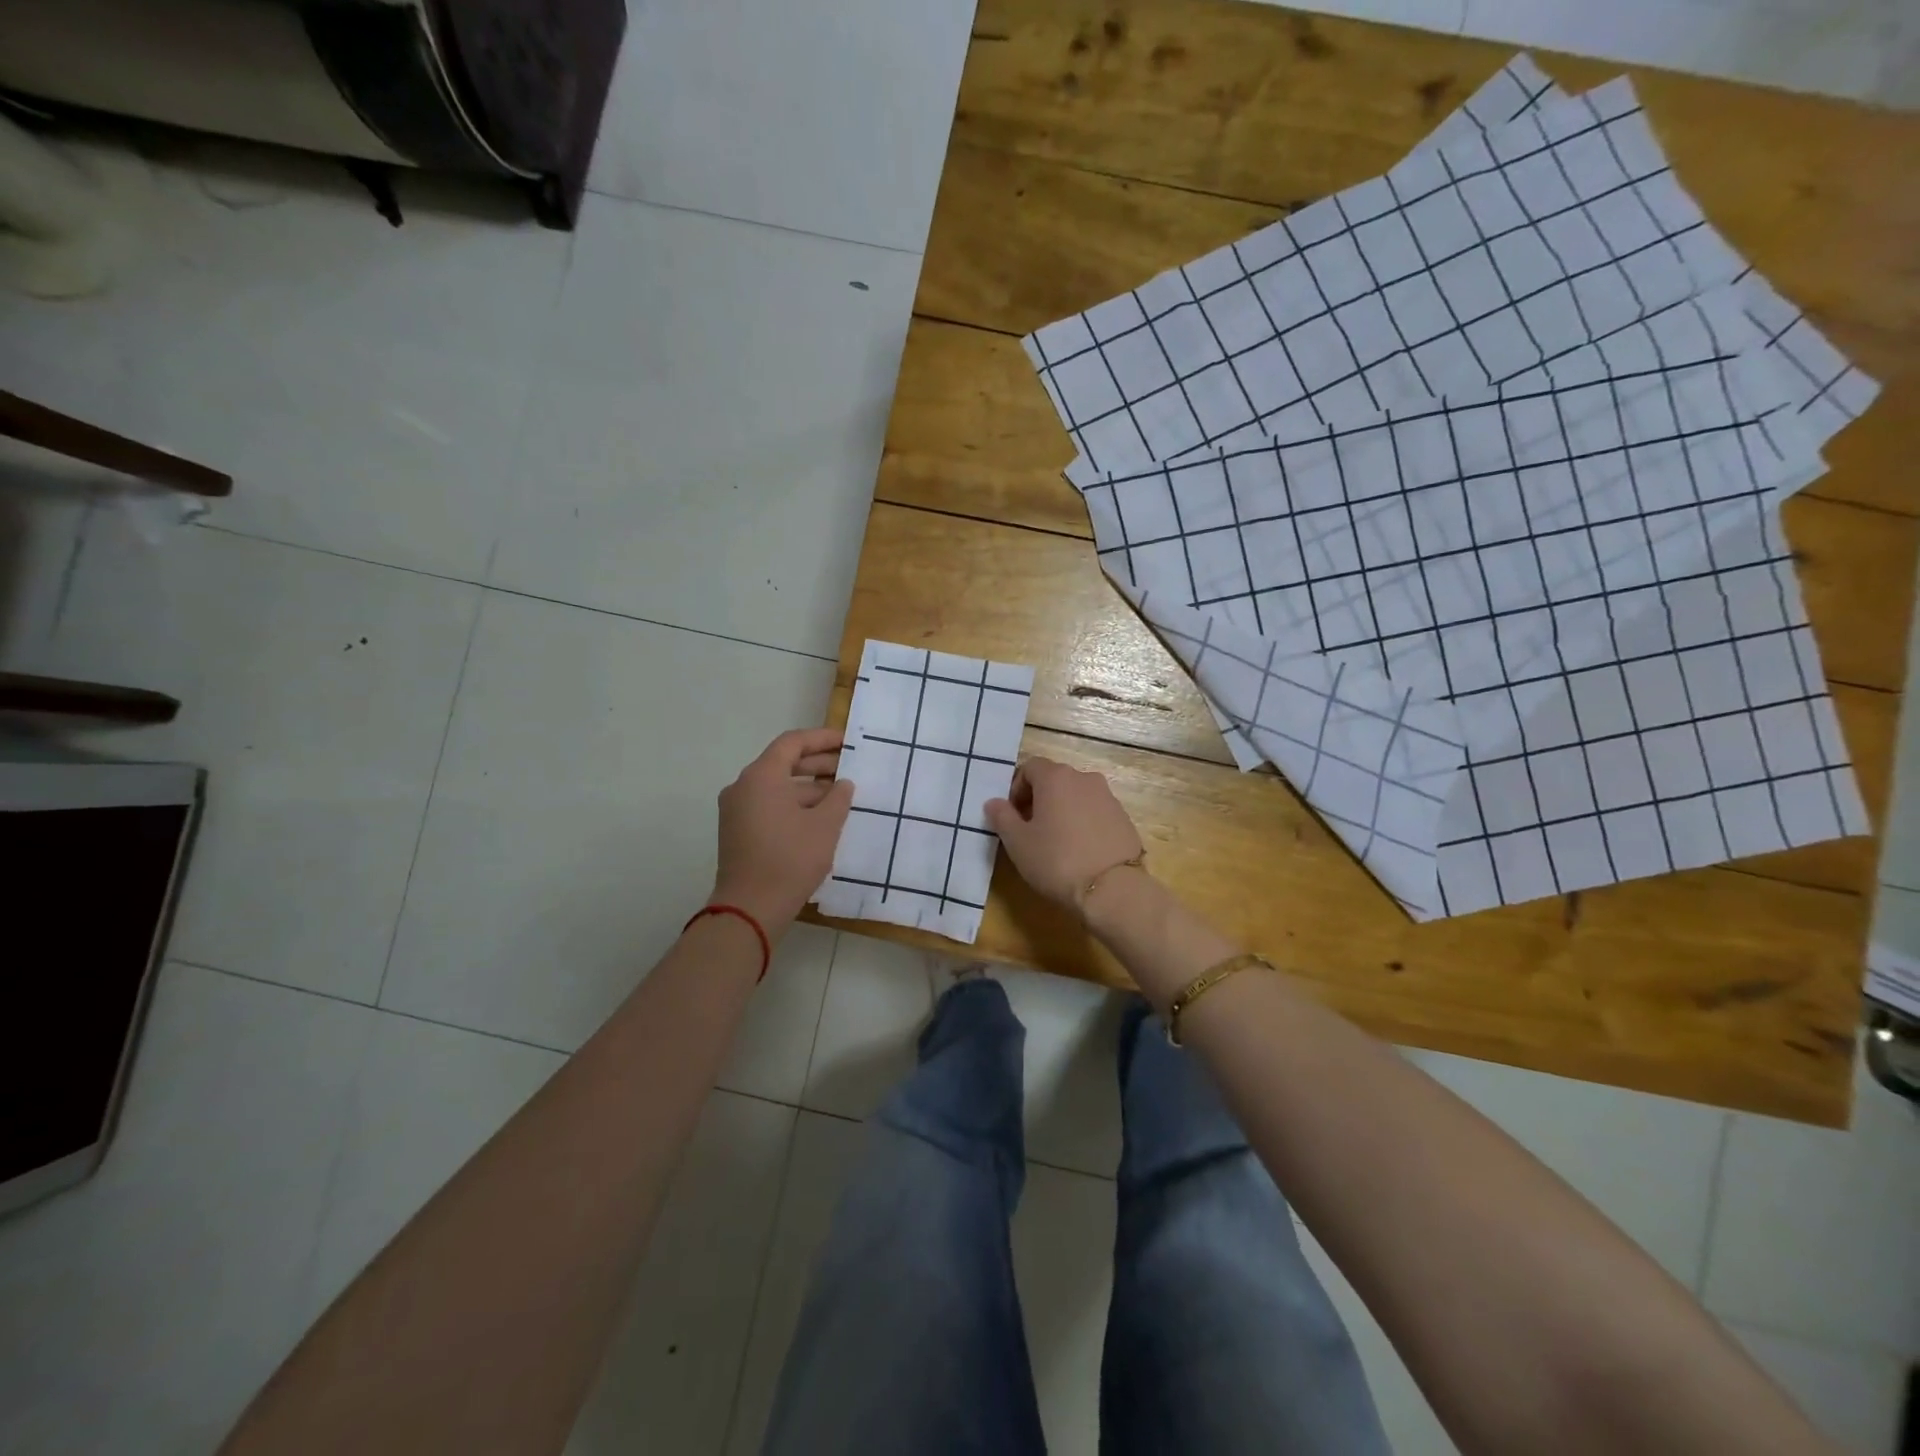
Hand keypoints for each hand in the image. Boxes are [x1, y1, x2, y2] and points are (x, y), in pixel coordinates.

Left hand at [711, 728, 854, 930]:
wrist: (751, 908)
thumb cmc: (790, 859)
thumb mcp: (824, 826)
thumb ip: (838, 798)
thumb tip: (842, 784)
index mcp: (761, 776)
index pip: (792, 743)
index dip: (822, 739)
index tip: (847, 742)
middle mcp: (744, 787)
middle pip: (783, 763)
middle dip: (818, 764)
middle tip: (849, 768)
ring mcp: (737, 810)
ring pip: (777, 787)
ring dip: (809, 788)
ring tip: (841, 796)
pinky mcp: (739, 831)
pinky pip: (769, 806)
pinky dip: (794, 805)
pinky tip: (821, 818)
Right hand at [985, 757, 1144, 915]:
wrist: (1113, 889)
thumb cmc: (1057, 860)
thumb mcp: (1018, 843)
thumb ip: (1002, 817)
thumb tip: (993, 802)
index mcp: (1056, 778)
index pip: (1030, 767)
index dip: (1016, 788)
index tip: (1013, 815)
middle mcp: (1084, 778)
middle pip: (1055, 779)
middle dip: (1039, 799)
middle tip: (1030, 830)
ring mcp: (1108, 797)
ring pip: (1076, 796)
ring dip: (1062, 810)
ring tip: (1056, 842)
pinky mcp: (1124, 818)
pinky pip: (1095, 812)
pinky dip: (1084, 823)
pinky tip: (1080, 851)